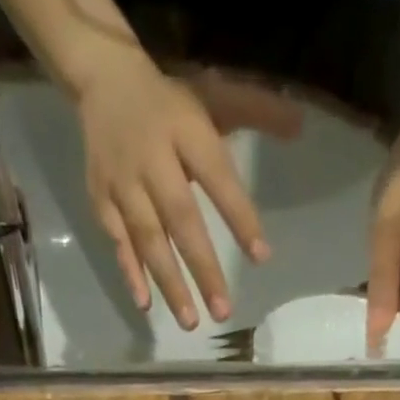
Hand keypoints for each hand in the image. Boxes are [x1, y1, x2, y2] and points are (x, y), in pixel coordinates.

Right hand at [75, 55, 274, 329]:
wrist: (102, 77)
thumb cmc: (169, 104)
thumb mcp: (212, 97)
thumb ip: (253, 111)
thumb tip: (299, 127)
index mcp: (185, 130)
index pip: (217, 177)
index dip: (239, 217)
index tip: (261, 256)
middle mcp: (152, 159)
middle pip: (181, 219)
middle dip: (202, 268)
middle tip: (223, 313)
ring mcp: (123, 183)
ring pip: (148, 239)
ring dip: (169, 283)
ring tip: (190, 322)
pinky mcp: (100, 199)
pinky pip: (118, 242)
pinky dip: (131, 273)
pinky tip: (145, 304)